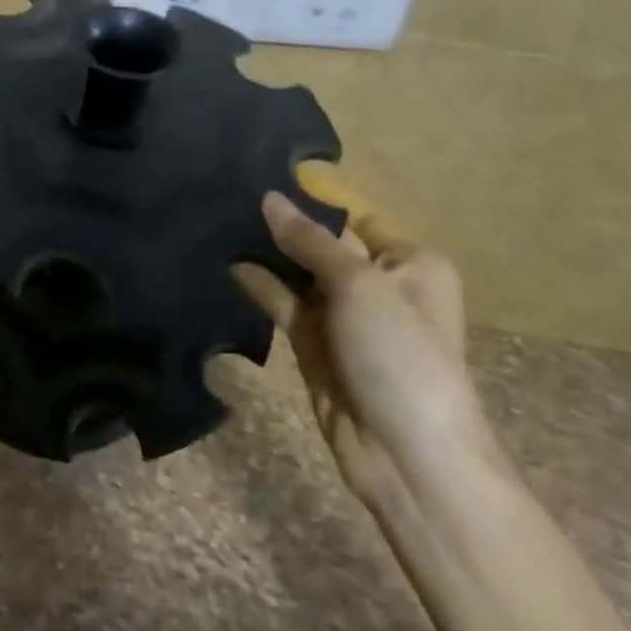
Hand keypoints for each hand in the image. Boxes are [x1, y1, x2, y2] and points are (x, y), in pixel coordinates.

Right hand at [235, 170, 491, 512]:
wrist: (406, 456)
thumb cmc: (399, 354)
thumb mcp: (359, 285)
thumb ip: (309, 241)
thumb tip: (270, 198)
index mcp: (409, 263)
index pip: (356, 216)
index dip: (314, 199)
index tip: (265, 175)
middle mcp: (379, 284)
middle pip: (324, 243)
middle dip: (284, 226)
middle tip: (231, 194)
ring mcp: (344, 317)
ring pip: (299, 273)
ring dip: (267, 254)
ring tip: (221, 222)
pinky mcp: (315, 345)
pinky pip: (284, 304)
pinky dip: (260, 286)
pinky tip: (229, 264)